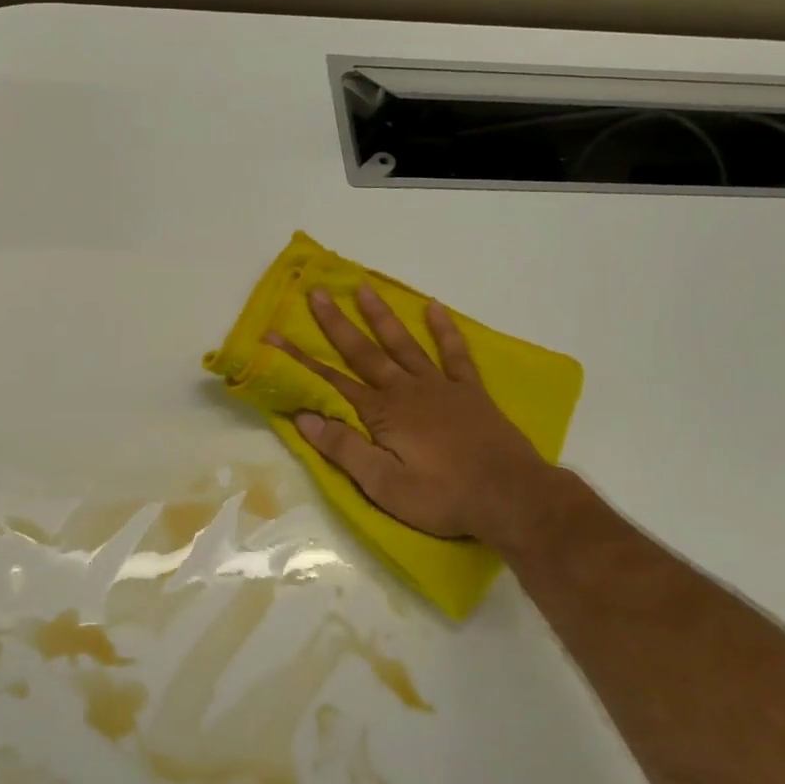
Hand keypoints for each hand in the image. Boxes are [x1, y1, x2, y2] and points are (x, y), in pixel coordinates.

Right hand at [268, 286, 576, 549]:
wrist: (510, 496)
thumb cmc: (441, 496)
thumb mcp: (383, 484)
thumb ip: (344, 448)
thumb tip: (303, 417)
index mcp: (382, 413)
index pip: (330, 382)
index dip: (300, 360)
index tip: (275, 336)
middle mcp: (406, 390)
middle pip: (364, 352)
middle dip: (336, 324)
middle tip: (316, 293)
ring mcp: (440, 387)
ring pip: (404, 344)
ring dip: (382, 316)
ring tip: (363, 288)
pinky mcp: (470, 392)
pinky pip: (454, 354)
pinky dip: (444, 330)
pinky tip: (434, 308)